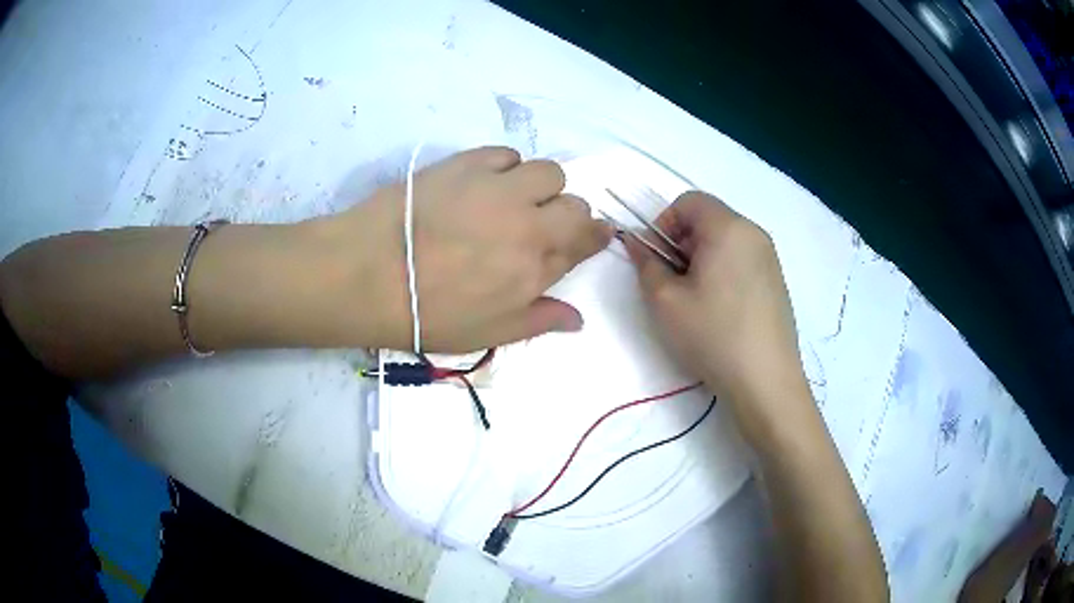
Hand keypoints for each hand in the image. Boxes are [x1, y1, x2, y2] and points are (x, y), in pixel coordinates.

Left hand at [314, 147, 611, 351]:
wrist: (368, 274)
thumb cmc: (425, 313)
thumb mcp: (486, 333)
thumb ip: (538, 321)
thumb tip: (579, 319)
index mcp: (534, 269)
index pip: (583, 244)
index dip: (593, 238)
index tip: (593, 236)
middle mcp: (528, 224)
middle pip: (575, 205)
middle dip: (571, 215)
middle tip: (546, 223)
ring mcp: (498, 189)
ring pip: (549, 172)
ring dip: (542, 186)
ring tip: (516, 198)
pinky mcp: (467, 165)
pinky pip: (507, 154)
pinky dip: (507, 167)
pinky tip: (488, 182)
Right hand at [625, 191, 809, 431]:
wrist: (765, 380)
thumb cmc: (712, 334)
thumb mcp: (665, 301)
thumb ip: (646, 264)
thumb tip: (637, 243)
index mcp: (728, 227)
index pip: (689, 201)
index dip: (664, 223)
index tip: (656, 259)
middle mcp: (753, 233)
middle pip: (709, 218)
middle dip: (682, 242)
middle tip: (672, 281)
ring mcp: (770, 257)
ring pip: (726, 240)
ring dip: (702, 258)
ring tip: (694, 298)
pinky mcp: (777, 280)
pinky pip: (742, 259)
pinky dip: (723, 270)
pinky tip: (719, 309)